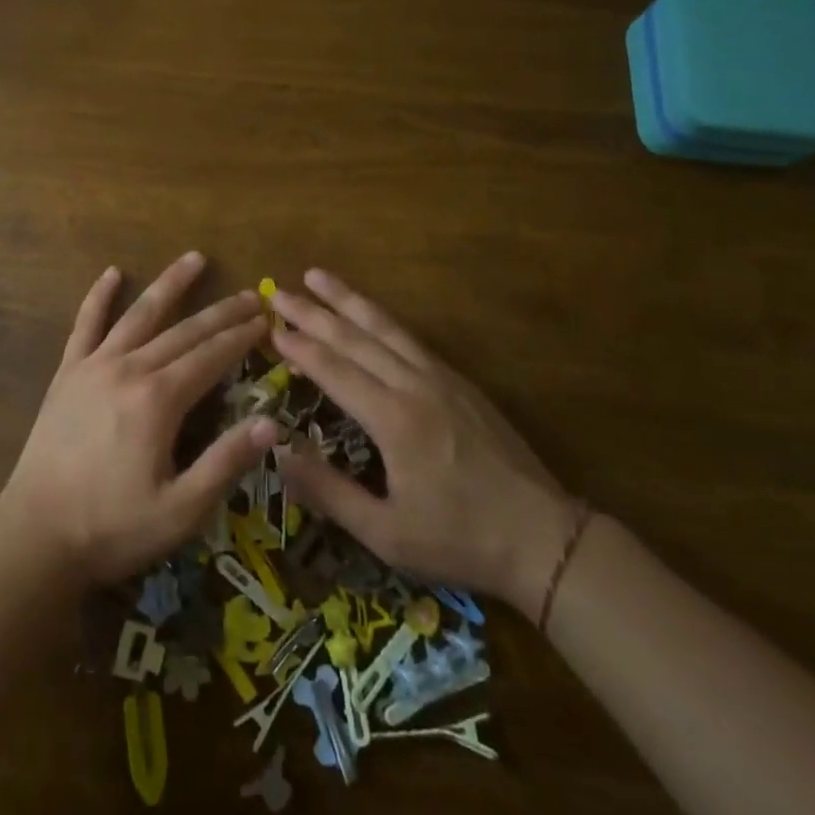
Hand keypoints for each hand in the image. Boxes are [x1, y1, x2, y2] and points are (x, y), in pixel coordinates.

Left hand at [0, 254, 278, 589]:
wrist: (36, 534)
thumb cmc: (113, 527)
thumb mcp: (181, 510)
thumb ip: (225, 462)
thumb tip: (270, 423)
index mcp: (159, 400)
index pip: (212, 357)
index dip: (241, 337)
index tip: (265, 320)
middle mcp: (130, 369)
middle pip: (184, 331)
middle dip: (221, 312)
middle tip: (251, 295)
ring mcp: (94, 366)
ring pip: (139, 314)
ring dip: (169, 285)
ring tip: (194, 258)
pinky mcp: (67, 373)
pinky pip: (85, 324)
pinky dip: (99, 296)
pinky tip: (112, 273)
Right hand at [270, 269, 576, 621]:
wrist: (544, 538)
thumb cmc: (460, 539)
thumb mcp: (386, 534)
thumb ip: (330, 492)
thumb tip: (279, 453)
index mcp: (393, 419)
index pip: (334, 370)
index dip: (299, 348)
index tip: (270, 328)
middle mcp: (414, 386)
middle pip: (355, 337)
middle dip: (313, 312)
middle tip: (280, 292)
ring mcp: (441, 378)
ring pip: (385, 327)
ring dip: (348, 300)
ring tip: (318, 276)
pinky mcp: (460, 382)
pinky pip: (410, 339)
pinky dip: (381, 318)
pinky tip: (369, 313)